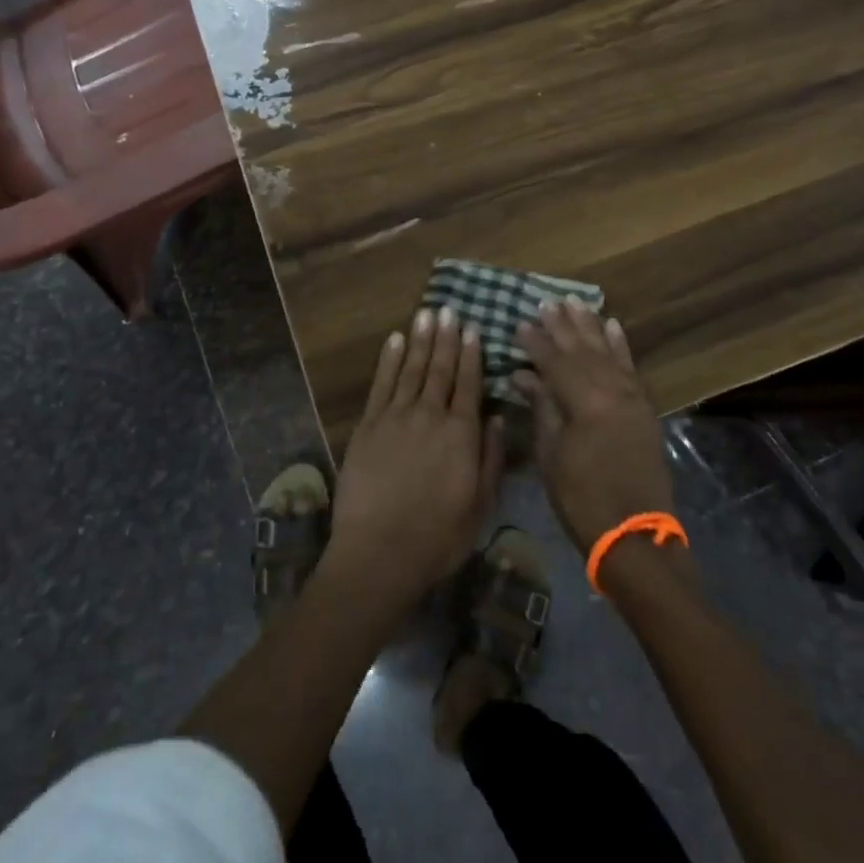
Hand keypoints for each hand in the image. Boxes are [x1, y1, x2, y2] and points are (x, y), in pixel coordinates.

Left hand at [325, 306, 505, 613]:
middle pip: (440, 369)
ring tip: (427, 314)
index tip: (473, 329)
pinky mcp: (368, 425)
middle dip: (446, 338)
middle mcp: (429, 415)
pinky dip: (390, 359)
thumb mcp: (479, 506)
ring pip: (412, 369)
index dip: (471, 355)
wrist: (378, 552)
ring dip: (421, 340)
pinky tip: (396, 340)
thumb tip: (495, 416)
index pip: (468, 384)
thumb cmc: (437, 537)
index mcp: (460, 434)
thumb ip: (489, 457)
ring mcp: (395, 417)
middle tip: (449, 310)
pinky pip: (381, 383)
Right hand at [512, 299, 672, 555]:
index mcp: (585, 402)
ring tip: (574, 302)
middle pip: (582, 350)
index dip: (536, 342)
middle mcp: (612, 391)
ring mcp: (632, 397)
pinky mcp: (643, 408)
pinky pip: (631, 367)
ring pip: (607, 352)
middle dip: (562, 326)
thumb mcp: (551, 455)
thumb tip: (523, 374)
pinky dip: (621, 345)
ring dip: (589, 326)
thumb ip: (542, 407)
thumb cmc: (582, 499)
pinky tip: (613, 326)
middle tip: (545, 303)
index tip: (519, 323)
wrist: (635, 535)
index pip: (555, 362)